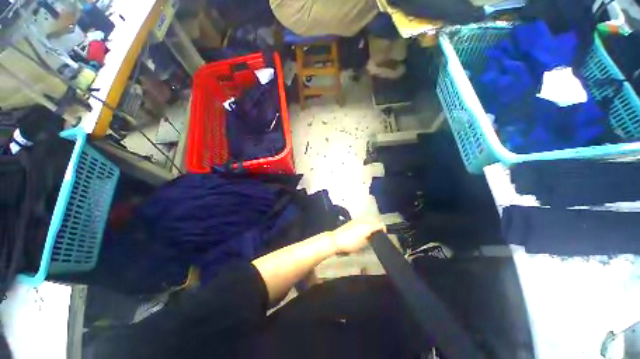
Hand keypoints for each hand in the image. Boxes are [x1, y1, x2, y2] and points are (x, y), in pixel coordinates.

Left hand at [330, 219, 385, 254]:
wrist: (336, 240)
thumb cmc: (350, 243)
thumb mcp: (363, 244)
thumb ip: (371, 238)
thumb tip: (375, 235)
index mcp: (367, 226)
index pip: (379, 224)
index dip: (384, 229)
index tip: (385, 233)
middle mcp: (363, 220)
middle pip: (374, 220)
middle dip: (378, 225)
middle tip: (379, 233)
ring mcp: (357, 219)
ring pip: (368, 219)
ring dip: (372, 223)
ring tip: (372, 232)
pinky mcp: (352, 220)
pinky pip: (363, 220)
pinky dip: (366, 223)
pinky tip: (364, 229)